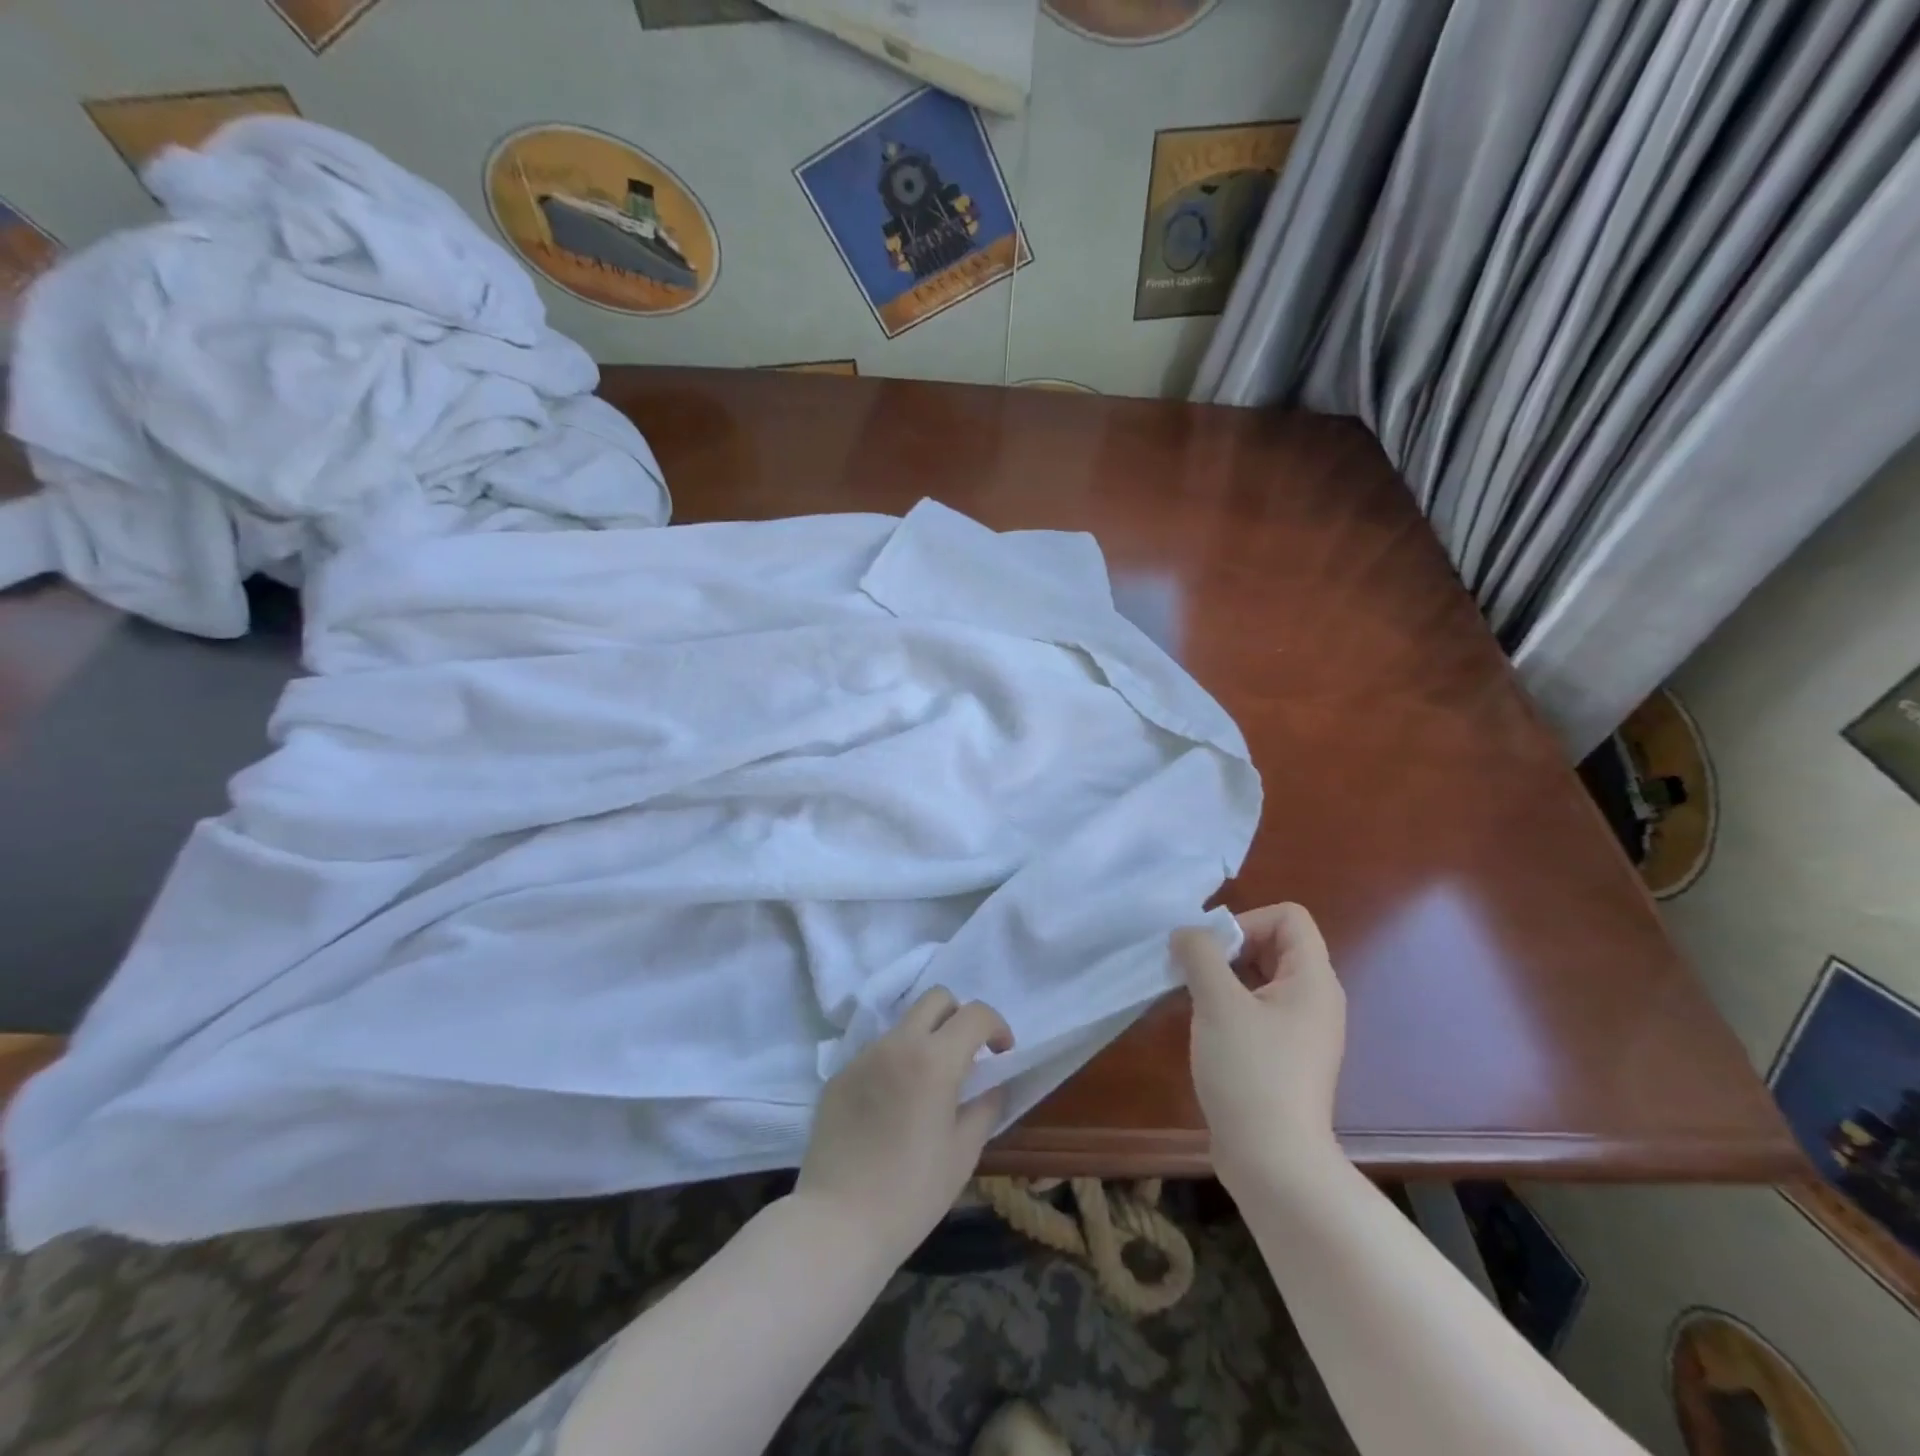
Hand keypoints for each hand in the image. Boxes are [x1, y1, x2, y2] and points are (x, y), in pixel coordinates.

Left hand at [796, 987, 1014, 1263]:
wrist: (837, 1222)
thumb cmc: (911, 1193)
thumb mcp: (963, 1154)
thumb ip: (984, 1108)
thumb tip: (992, 1086)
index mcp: (934, 1060)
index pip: (975, 1014)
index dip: (996, 1027)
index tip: (1001, 1054)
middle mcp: (897, 1044)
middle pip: (936, 999)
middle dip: (959, 1017)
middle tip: (965, 1056)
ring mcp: (863, 1056)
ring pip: (903, 1025)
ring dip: (924, 1041)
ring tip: (926, 1087)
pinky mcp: (839, 1075)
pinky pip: (876, 1054)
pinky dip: (894, 1065)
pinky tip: (891, 1109)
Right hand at [1171, 903, 1345, 1195]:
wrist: (1274, 1162)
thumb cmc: (1250, 1072)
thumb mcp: (1218, 1003)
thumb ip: (1199, 954)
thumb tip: (1186, 934)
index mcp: (1313, 980)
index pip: (1289, 917)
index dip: (1247, 921)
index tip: (1212, 952)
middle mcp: (1315, 999)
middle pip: (1273, 944)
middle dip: (1228, 948)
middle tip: (1193, 972)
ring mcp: (1302, 1030)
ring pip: (1260, 977)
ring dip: (1223, 977)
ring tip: (1192, 998)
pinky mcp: (1285, 1056)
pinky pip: (1257, 1009)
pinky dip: (1228, 1005)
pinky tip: (1203, 1027)